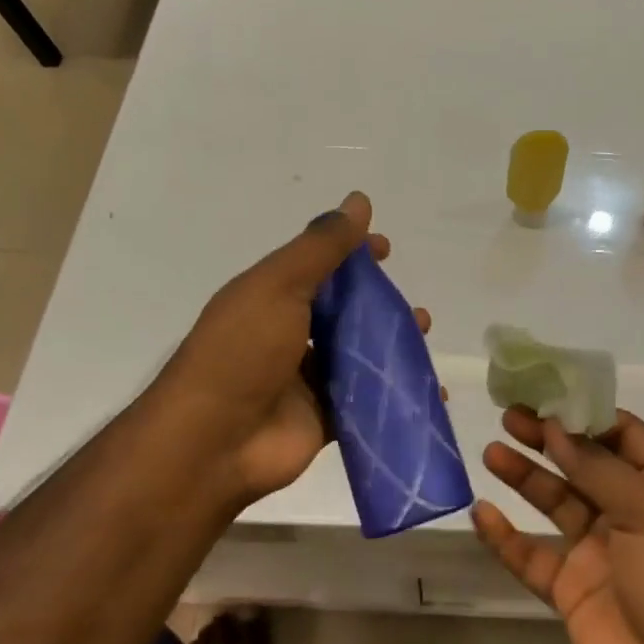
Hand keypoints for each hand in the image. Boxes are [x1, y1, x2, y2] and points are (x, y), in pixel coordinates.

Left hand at [158, 192, 430, 513]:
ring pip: (357, 355)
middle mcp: (287, 335)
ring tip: (422, 337)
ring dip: (390, 345)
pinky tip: (430, 391)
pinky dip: (394, 394)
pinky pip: (365, 401)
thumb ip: (321, 247)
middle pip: (342, 312)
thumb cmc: (242, 352)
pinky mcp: (322, 420)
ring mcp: (304, 380)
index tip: (385, 248)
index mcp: (270, 298)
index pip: (317, 266)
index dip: (351, 254)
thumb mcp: (279, 286)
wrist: (214, 443)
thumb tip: (358, 200)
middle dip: (379, 304)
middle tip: (412, 306)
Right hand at [475, 409, 643, 643]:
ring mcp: (599, 551)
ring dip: (524, 477)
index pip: (622, 435)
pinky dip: (506, 536)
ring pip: (554, 503)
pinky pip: (533, 555)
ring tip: (491, 451)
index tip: (546, 393)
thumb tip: (556, 426)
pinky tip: (482, 513)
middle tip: (509, 416)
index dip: (585, 413)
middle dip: (547, 440)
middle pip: (582, 464)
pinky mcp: (572, 589)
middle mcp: (630, 512)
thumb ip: (598, 469)